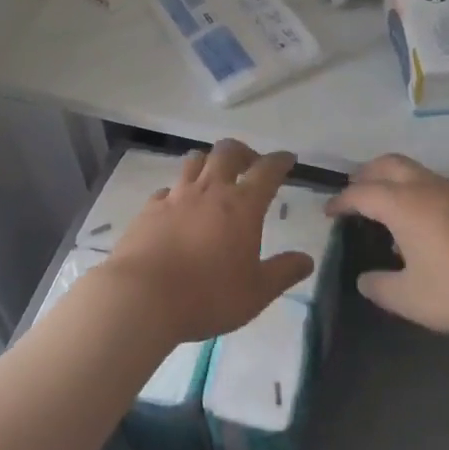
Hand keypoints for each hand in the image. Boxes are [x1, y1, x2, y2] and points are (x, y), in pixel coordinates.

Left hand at [102, 139, 313, 344]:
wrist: (141, 297)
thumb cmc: (208, 295)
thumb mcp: (256, 292)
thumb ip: (283, 272)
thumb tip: (307, 259)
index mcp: (242, 206)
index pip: (267, 171)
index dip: (280, 161)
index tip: (288, 159)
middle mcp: (210, 191)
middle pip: (227, 152)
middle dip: (243, 152)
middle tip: (250, 164)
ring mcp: (176, 197)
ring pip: (195, 161)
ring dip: (209, 162)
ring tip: (214, 177)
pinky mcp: (148, 210)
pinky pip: (167, 189)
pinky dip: (177, 191)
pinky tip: (177, 207)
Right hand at [326, 155, 448, 336]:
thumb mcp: (413, 300)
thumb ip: (381, 288)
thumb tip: (364, 278)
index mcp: (404, 205)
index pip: (362, 192)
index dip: (341, 201)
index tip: (330, 212)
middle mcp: (429, 186)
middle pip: (388, 164)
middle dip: (366, 175)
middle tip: (355, 194)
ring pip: (418, 172)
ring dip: (397, 184)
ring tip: (392, 215)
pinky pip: (443, 187)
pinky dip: (424, 195)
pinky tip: (434, 228)